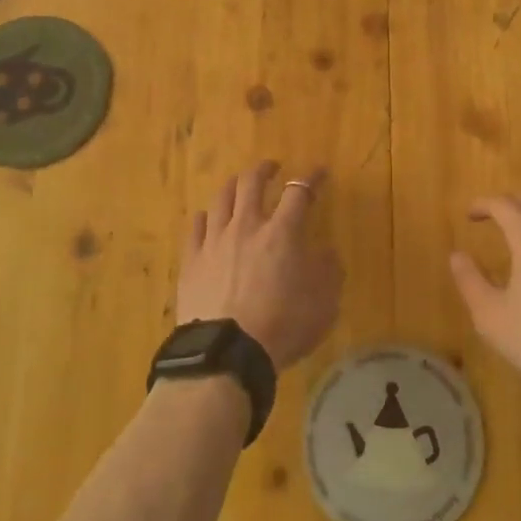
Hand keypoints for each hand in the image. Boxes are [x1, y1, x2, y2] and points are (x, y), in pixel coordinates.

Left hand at [177, 162, 343, 370]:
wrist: (227, 353)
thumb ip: (328, 272)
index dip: (311, 178)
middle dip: (264, 169)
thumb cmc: (283, 327)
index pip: (299, 192)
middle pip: (252, 182)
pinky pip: (195, 226)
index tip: (319, 172)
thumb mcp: (324, 304)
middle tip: (272, 167)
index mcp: (283, 233)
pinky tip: (207, 217)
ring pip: (221, 198)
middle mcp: (247, 226)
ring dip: (233, 185)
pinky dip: (205, 216)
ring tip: (239, 185)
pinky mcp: (191, 259)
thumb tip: (325, 252)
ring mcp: (215, 240)